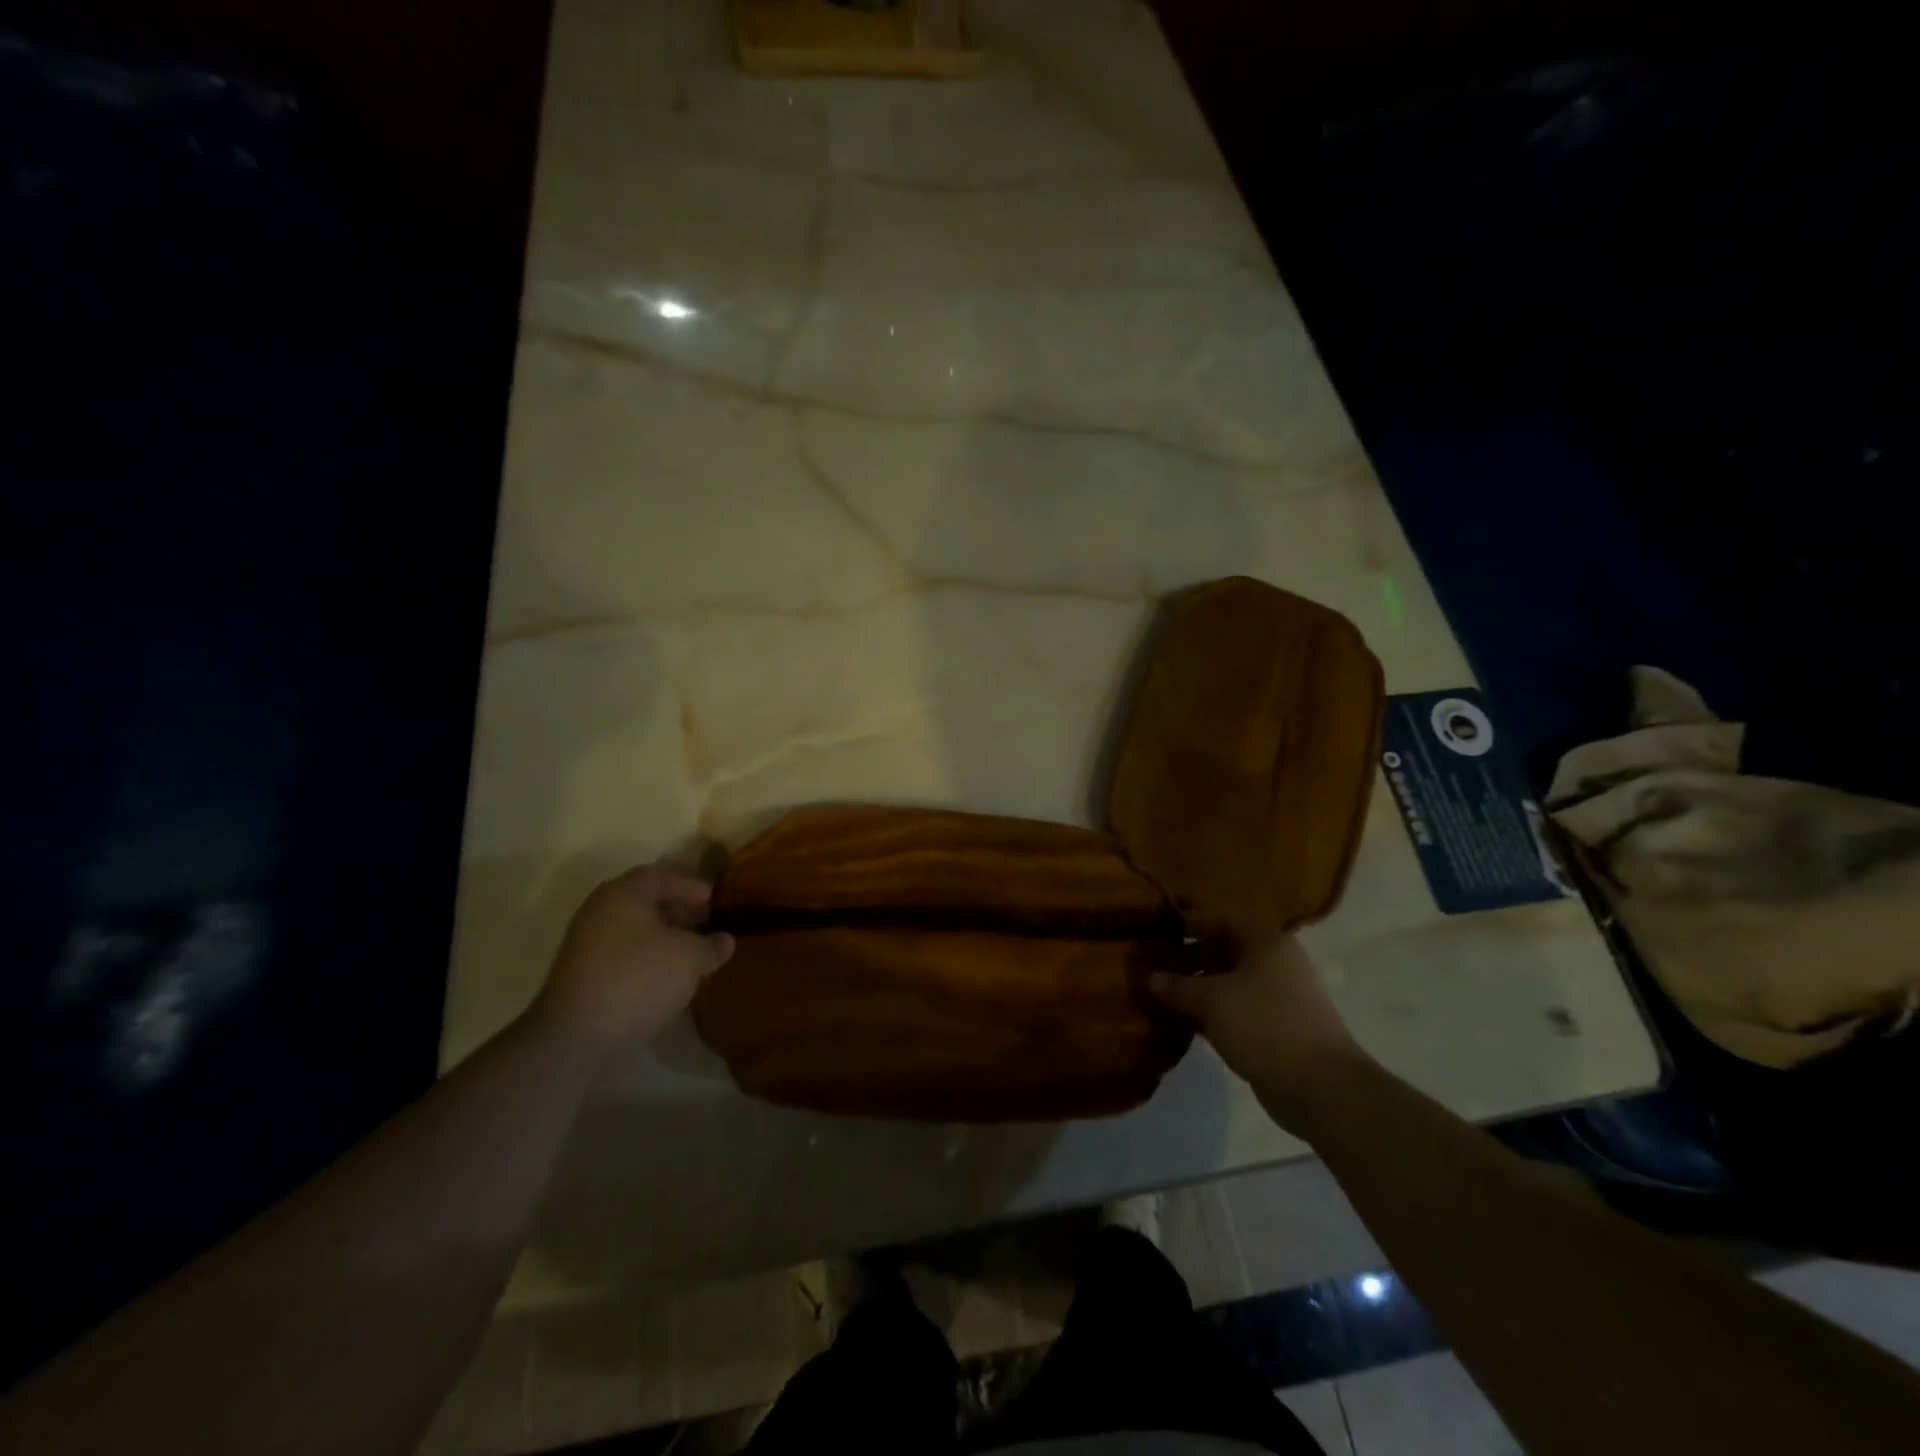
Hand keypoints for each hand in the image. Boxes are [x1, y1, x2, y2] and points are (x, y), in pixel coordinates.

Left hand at [531, 865, 735, 1051]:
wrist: (575, 1036)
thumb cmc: (639, 979)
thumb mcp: (690, 958)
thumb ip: (712, 945)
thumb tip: (724, 941)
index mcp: (625, 892)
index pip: (665, 874)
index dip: (693, 884)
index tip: (715, 900)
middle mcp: (601, 908)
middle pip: (646, 898)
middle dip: (679, 907)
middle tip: (705, 922)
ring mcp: (586, 940)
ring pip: (634, 925)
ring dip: (664, 933)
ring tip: (690, 950)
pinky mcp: (581, 971)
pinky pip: (623, 949)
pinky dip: (647, 952)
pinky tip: (665, 972)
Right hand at [1148, 926, 1371, 1130]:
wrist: (1319, 1086)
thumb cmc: (1263, 1025)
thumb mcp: (1211, 1000)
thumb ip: (1178, 985)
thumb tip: (1152, 977)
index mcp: (1266, 942)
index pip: (1222, 918)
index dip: (1191, 922)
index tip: (1161, 930)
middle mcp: (1276, 962)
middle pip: (1226, 949)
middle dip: (1191, 957)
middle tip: (1158, 967)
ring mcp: (1280, 996)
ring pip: (1231, 982)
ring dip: (1201, 987)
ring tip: (1166, 996)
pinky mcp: (1279, 1027)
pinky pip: (1239, 1008)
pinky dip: (1215, 1011)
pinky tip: (1189, 1022)